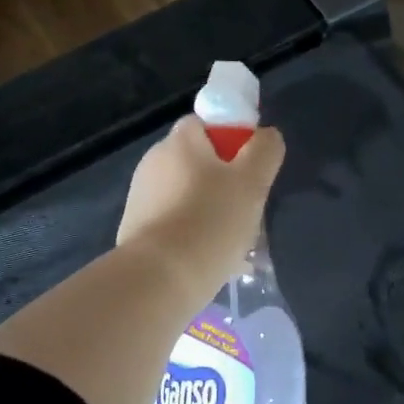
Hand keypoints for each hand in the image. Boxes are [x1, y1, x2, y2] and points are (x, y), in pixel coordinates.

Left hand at [119, 115, 285, 298]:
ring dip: (213, 213)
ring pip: (190, 197)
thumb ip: (264, 150)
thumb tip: (266, 135)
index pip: (207, 124)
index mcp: (179, 142)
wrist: (159, 279)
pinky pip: (177, 225)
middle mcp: (154, 162)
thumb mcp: (252, 182)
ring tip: (238, 245)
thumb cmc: (210, 221)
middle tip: (251, 211)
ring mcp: (142, 198)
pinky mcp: (137, 231)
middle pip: (199, 163)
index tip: (251, 170)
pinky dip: (196, 236)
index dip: (232, 141)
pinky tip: (215, 261)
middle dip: (226, 184)